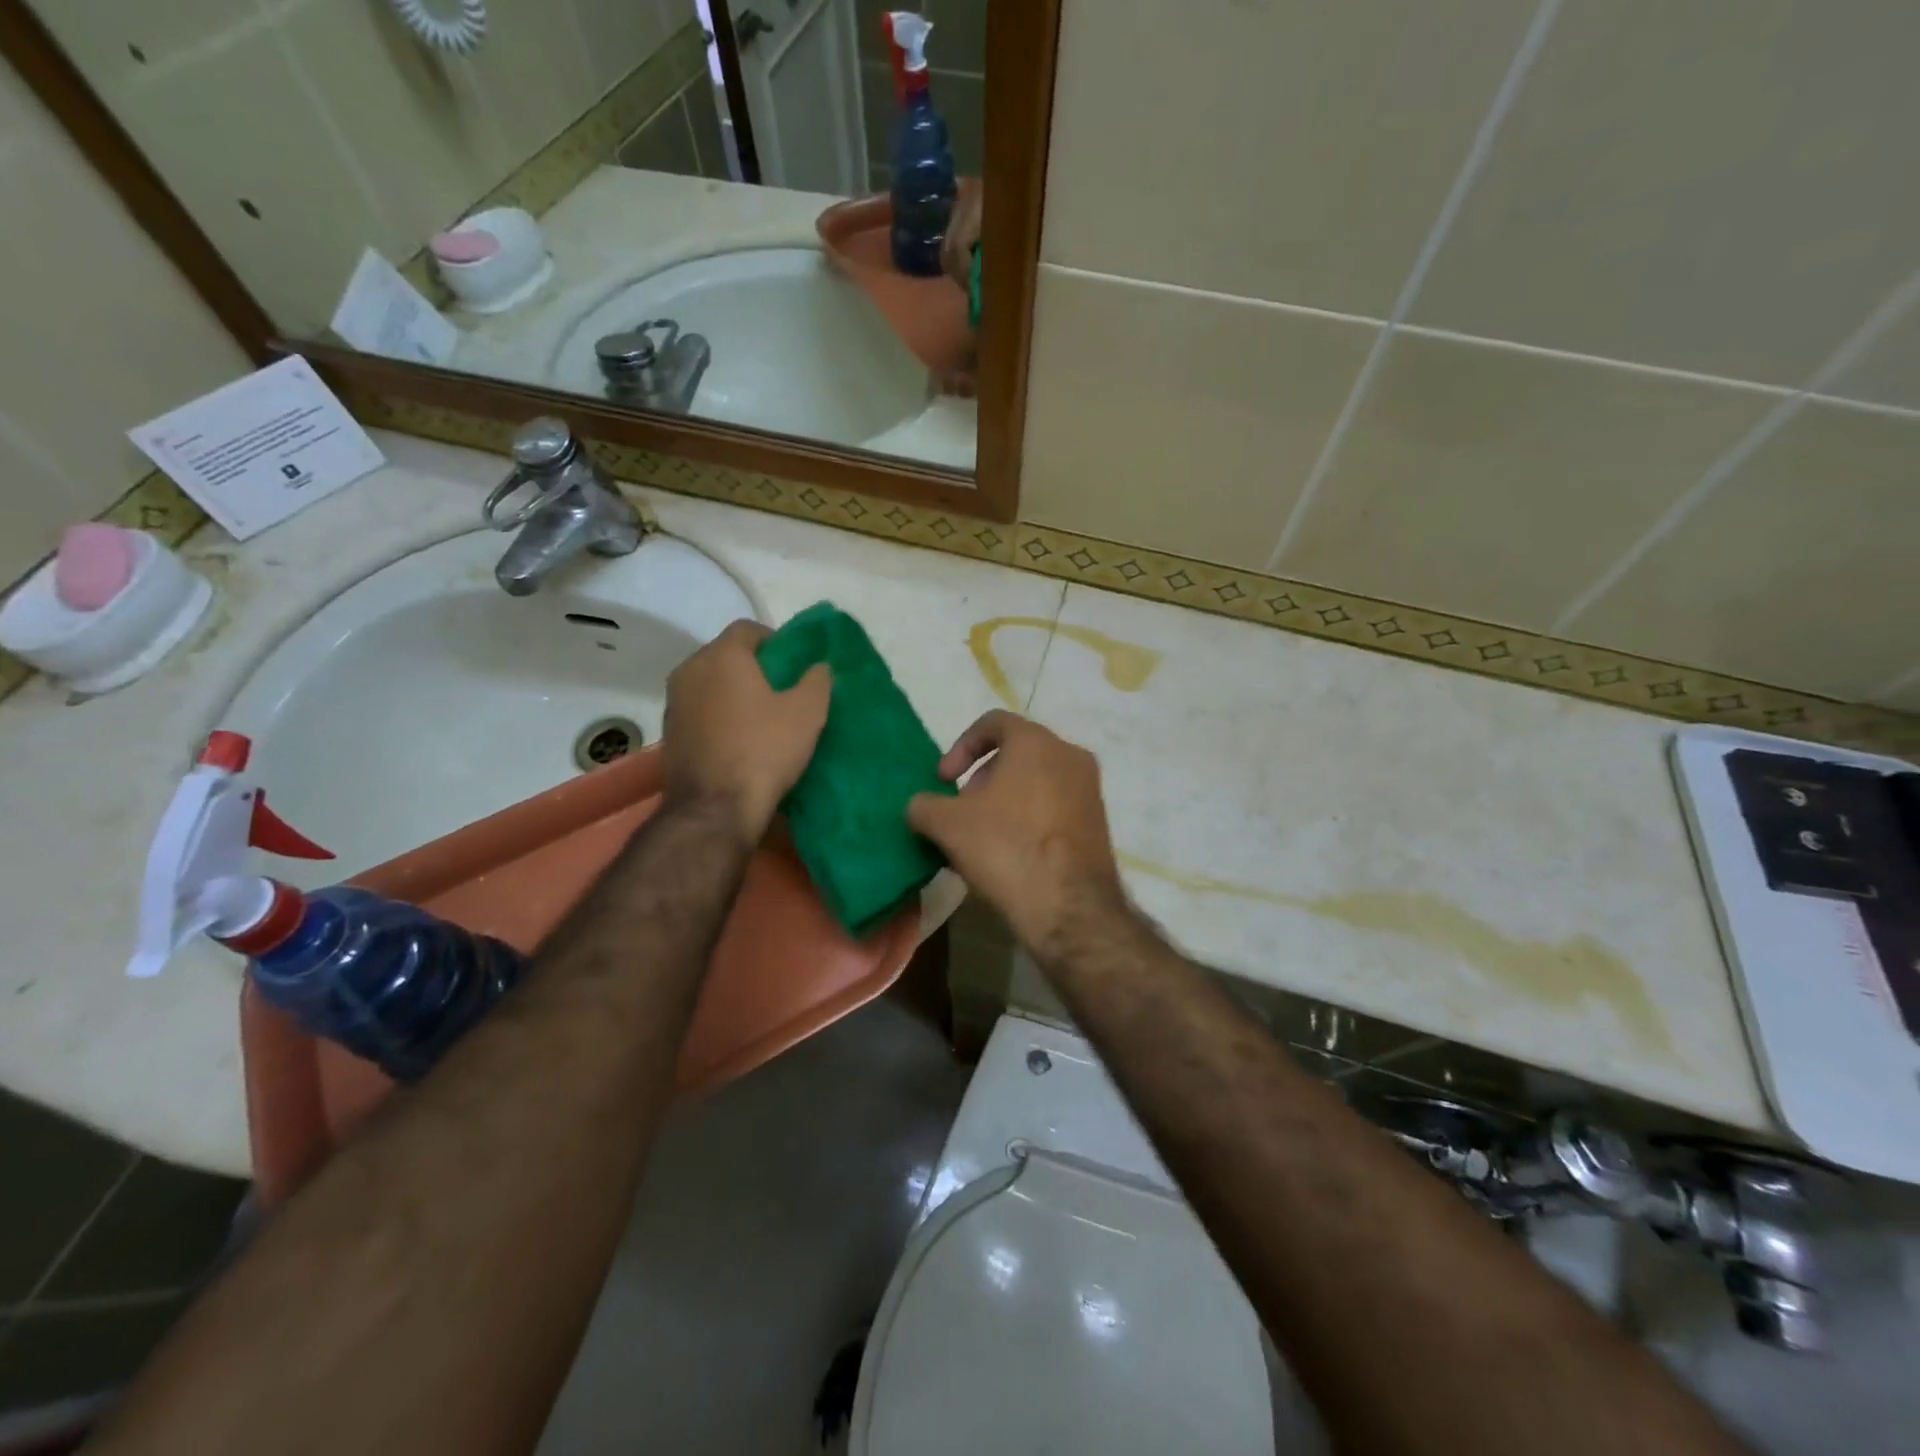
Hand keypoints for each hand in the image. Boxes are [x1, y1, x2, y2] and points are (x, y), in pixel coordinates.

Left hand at [663, 620, 829, 842]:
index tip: (794, 665)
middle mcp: (690, 670)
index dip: (775, 641)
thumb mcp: (807, 713)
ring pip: (710, 684)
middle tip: (782, 691)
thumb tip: (818, 666)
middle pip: (726, 655)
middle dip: (753, 667)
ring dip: (734, 693)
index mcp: (722, 656)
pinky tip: (739, 740)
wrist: (715, 808)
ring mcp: (674, 703)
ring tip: (762, 717)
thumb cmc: (764, 750)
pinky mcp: (669, 733)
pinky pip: (700, 710)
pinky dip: (719, 716)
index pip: (748, 629)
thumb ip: (817, 680)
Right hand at [907, 711, 1125, 952]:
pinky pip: (1055, 807)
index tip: (944, 780)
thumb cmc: (1005, 848)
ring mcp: (1089, 790)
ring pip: (1037, 782)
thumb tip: (921, 806)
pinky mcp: (1098, 824)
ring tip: (982, 837)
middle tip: (962, 811)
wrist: (1069, 908)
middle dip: (982, 778)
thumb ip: (924, 805)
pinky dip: (1029, 819)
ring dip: (1004, 801)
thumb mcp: (947, 825)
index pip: (993, 723)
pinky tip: (1010, 854)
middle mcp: (1070, 756)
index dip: (960, 747)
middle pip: (1017, 753)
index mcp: (1036, 742)